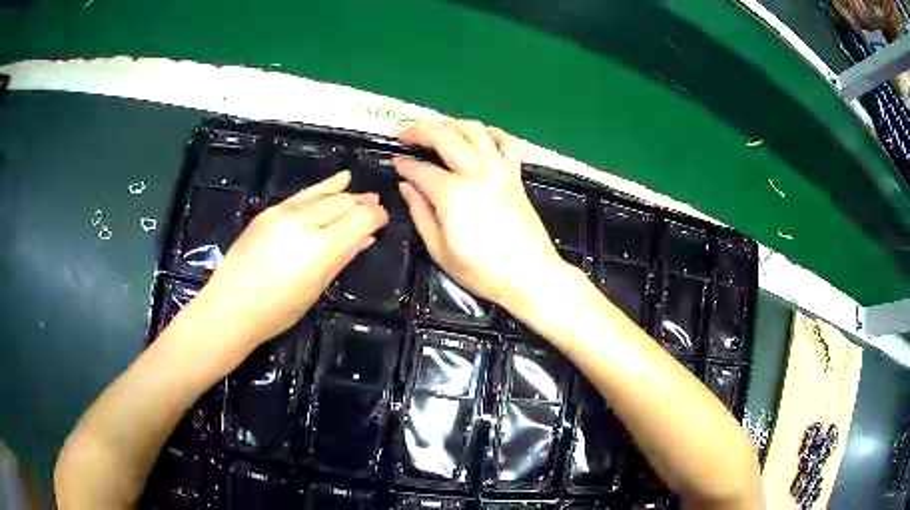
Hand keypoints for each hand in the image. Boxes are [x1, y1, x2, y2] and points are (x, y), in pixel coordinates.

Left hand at [192, 171, 388, 347]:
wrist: (230, 307)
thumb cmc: (276, 312)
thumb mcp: (315, 289)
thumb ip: (343, 258)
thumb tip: (367, 237)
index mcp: (320, 249)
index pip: (359, 219)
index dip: (376, 216)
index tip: (384, 219)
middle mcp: (304, 223)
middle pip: (343, 202)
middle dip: (363, 204)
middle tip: (376, 207)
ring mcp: (284, 213)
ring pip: (325, 194)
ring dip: (346, 194)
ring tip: (362, 195)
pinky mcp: (270, 210)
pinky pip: (304, 194)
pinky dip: (324, 187)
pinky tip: (340, 179)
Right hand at [395, 120, 570, 312]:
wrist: (530, 276)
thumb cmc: (482, 271)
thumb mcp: (439, 249)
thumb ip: (420, 212)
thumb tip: (407, 186)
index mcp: (453, 194)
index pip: (421, 169)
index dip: (404, 164)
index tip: (394, 162)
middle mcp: (477, 172)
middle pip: (445, 136)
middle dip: (420, 131)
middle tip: (405, 135)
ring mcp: (500, 170)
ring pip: (474, 130)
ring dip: (451, 124)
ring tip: (437, 131)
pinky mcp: (516, 175)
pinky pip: (506, 142)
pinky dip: (491, 133)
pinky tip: (479, 137)